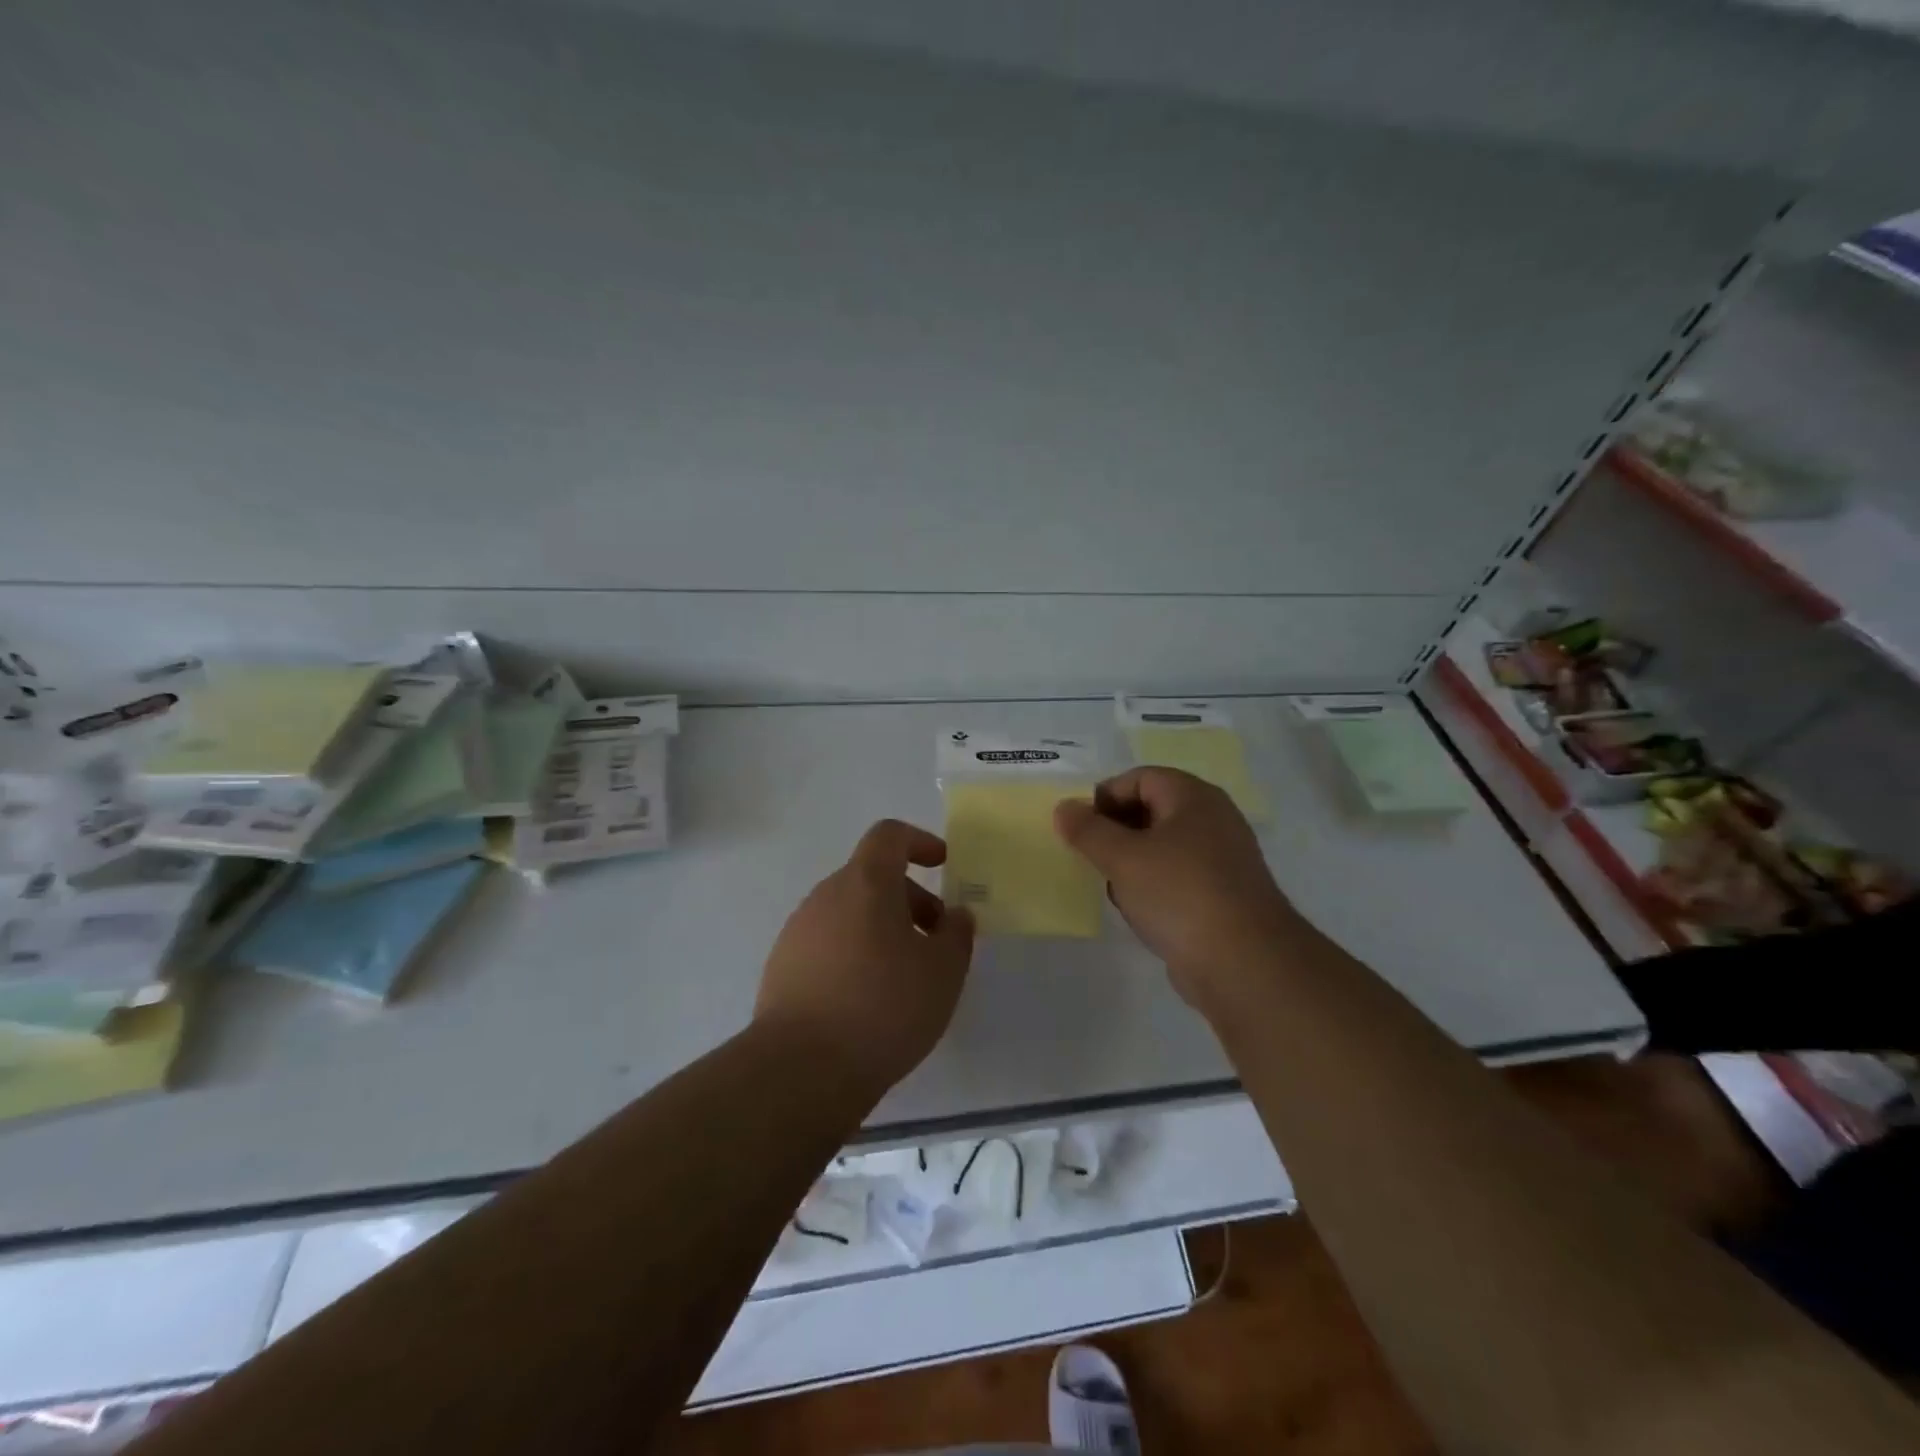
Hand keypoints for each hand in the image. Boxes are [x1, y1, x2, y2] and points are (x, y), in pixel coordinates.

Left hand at [756, 819, 975, 1096]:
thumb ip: (956, 935)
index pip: (889, 836)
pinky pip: (828, 944)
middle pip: (871, 878)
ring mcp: (798, 931)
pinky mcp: (782, 968)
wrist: (800, 1068)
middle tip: (936, 941)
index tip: (943, 864)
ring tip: (905, 977)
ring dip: (882, 929)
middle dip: (909, 900)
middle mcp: (826, 896)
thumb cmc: (884, 1007)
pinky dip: (854, 954)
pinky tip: (868, 1001)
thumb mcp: (943, 972)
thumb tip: (955, 916)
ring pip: (849, 913)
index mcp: (865, 883)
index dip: (919, 842)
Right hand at [1053, 768, 1303, 1012]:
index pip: (1140, 778)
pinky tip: (1139, 912)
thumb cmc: (1179, 894)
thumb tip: (1064, 808)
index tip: (1079, 828)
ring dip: (1132, 863)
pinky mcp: (1222, 896)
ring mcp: (1221, 859)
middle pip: (1152, 810)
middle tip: (1091, 857)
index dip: (1105, 796)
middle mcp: (1212, 820)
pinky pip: (1177, 878)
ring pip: (1162, 847)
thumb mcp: (1122, 857)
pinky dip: (1153, 888)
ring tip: (1114, 887)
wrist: (1244, 963)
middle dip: (1115, 832)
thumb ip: (1088, 830)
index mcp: (1193, 797)